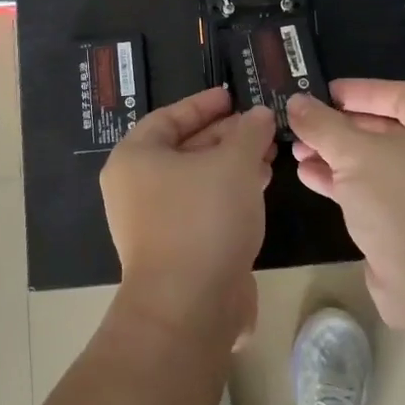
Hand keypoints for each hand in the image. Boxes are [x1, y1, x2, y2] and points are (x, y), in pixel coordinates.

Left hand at [101, 86, 274, 343]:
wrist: (188, 307)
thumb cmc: (203, 219)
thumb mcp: (233, 163)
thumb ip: (249, 132)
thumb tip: (261, 114)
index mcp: (135, 158)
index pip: (169, 117)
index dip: (204, 104)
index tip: (233, 97)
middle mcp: (136, 187)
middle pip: (184, 148)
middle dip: (226, 136)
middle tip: (261, 127)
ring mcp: (152, 222)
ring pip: (197, 180)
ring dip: (232, 165)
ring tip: (269, 155)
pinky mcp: (174, 250)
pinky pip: (202, 208)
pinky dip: (228, 193)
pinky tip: (260, 188)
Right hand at [287, 80, 404, 329]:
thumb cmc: (402, 203)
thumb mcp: (355, 154)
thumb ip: (322, 125)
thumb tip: (296, 102)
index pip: (402, 94)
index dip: (362, 90)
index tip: (325, 92)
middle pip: (385, 130)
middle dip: (341, 127)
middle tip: (304, 124)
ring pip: (374, 164)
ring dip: (335, 156)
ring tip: (297, 152)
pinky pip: (372, 193)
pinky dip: (342, 183)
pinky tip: (308, 177)